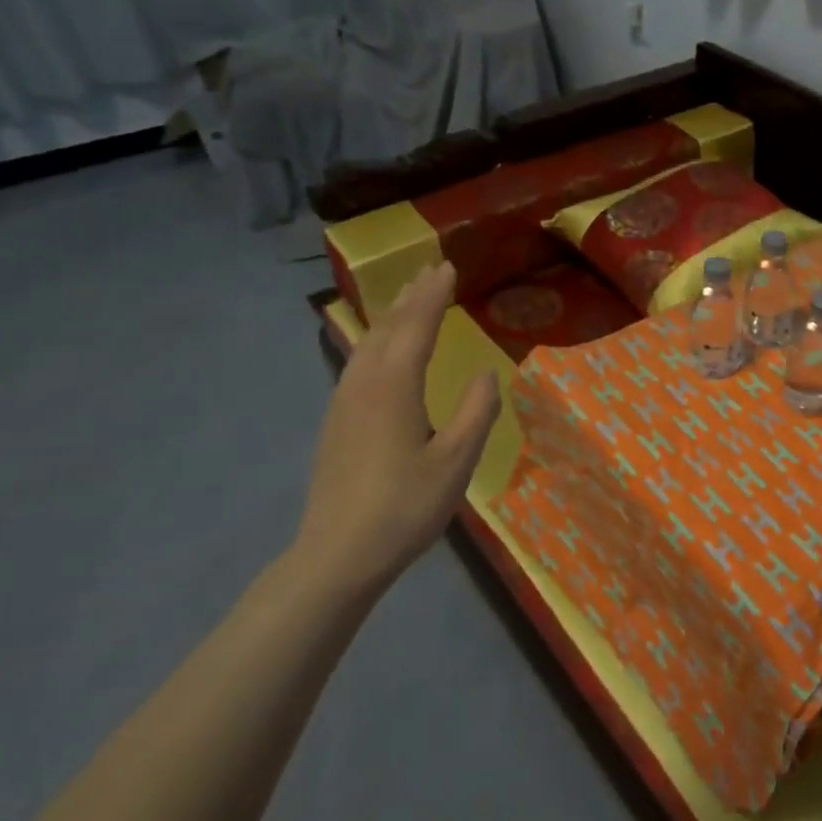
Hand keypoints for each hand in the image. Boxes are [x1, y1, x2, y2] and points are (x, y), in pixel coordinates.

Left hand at [292, 262, 499, 595]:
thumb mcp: (456, 461)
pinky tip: (381, 349)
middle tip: (430, 270)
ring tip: (409, 297)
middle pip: (388, 327)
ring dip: (391, 316)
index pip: (417, 327)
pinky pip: (358, 362)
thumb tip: (486, 373)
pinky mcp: (336, 421)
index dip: (434, 295)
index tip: (448, 266)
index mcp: (394, 386)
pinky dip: (377, 341)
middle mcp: (363, 383)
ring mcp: (343, 402)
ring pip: (368, 343)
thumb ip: (476, 412)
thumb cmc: (405, 506)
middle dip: (411, 296)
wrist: (338, 554)